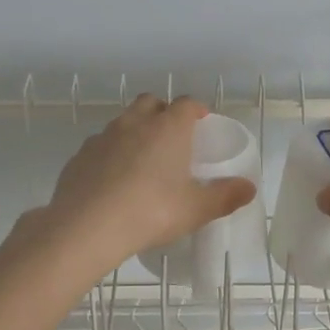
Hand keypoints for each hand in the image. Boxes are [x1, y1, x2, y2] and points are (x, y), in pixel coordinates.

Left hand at [38, 95, 256, 277]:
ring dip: (135, 132)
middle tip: (172, 138)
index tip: (202, 122)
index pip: (186, 104)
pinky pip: (100, 146)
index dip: (196, 110)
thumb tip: (249, 187)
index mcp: (168, 128)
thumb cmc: (151, 211)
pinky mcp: (79, 155)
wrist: (87, 226)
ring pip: (123, 122)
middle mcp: (135, 123)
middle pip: (150, 103)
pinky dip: (110, 154)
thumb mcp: (195, 209)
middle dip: (162, 113)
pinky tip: (113, 180)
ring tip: (142, 161)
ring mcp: (103, 136)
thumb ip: (224, 196)